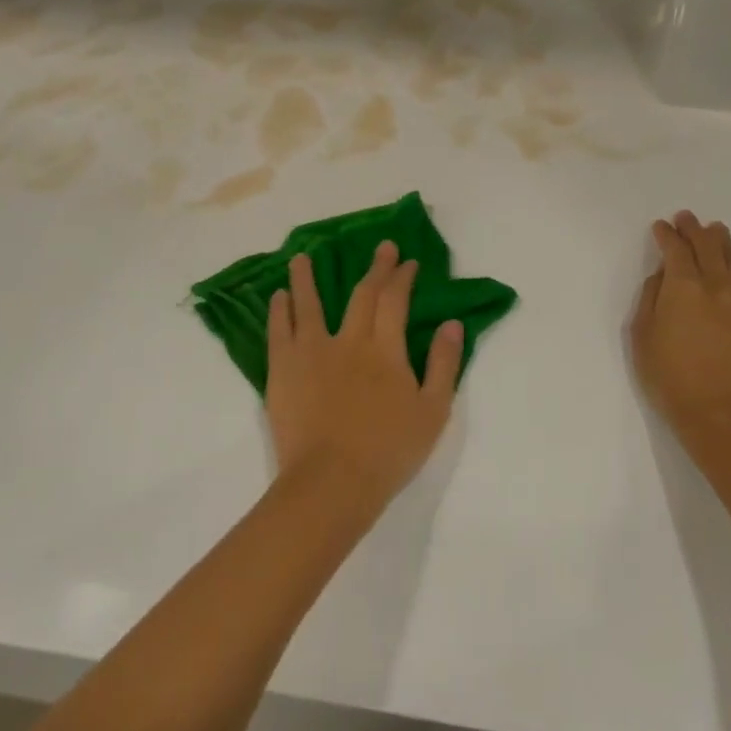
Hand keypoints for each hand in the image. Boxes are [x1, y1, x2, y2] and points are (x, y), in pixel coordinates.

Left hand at [266, 241, 461, 516]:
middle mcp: (349, 340)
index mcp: (385, 349)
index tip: (408, 262)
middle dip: (375, 268)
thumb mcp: (433, 411)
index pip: (395, 300)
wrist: (332, 482)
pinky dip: (280, 310)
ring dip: (307, 278)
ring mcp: (312, 351)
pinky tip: (278, 296)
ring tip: (302, 257)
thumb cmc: (388, 451)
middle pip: (362, 294)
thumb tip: (452, 323)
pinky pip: (280, 330)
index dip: (402, 277)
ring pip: (309, 303)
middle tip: (381, 248)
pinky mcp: (284, 368)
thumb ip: (443, 364)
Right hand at [631, 211, 730, 442]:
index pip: (675, 249)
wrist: (730, 420)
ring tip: (715, 232)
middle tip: (687, 218)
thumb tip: (662, 277)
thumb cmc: (674, 381)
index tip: (661, 227)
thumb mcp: (644, 340)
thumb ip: (650, 301)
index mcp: (684, 288)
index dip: (667, 235)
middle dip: (694, 229)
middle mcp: (718, 285)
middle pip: (708, 245)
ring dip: (722, 241)